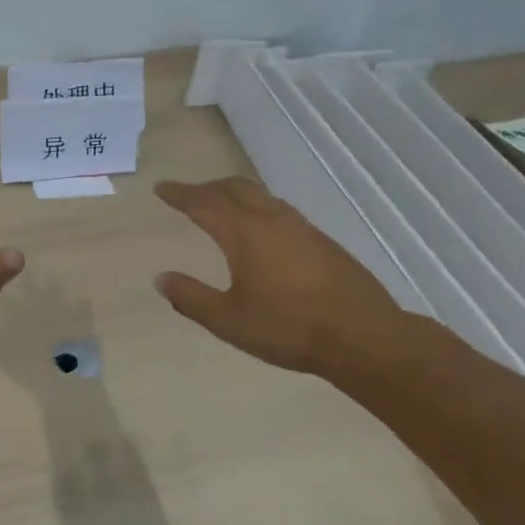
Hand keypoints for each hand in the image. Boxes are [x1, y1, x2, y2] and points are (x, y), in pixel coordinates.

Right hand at [154, 176, 423, 378]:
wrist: (363, 337)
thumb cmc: (289, 328)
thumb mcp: (229, 321)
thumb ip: (191, 298)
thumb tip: (161, 279)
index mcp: (245, 233)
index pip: (204, 203)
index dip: (180, 194)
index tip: (161, 188)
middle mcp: (272, 219)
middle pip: (235, 188)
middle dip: (207, 188)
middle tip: (188, 197)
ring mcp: (302, 227)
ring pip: (260, 196)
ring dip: (235, 196)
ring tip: (222, 210)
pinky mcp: (322, 241)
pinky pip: (279, 210)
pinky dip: (257, 209)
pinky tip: (261, 233)